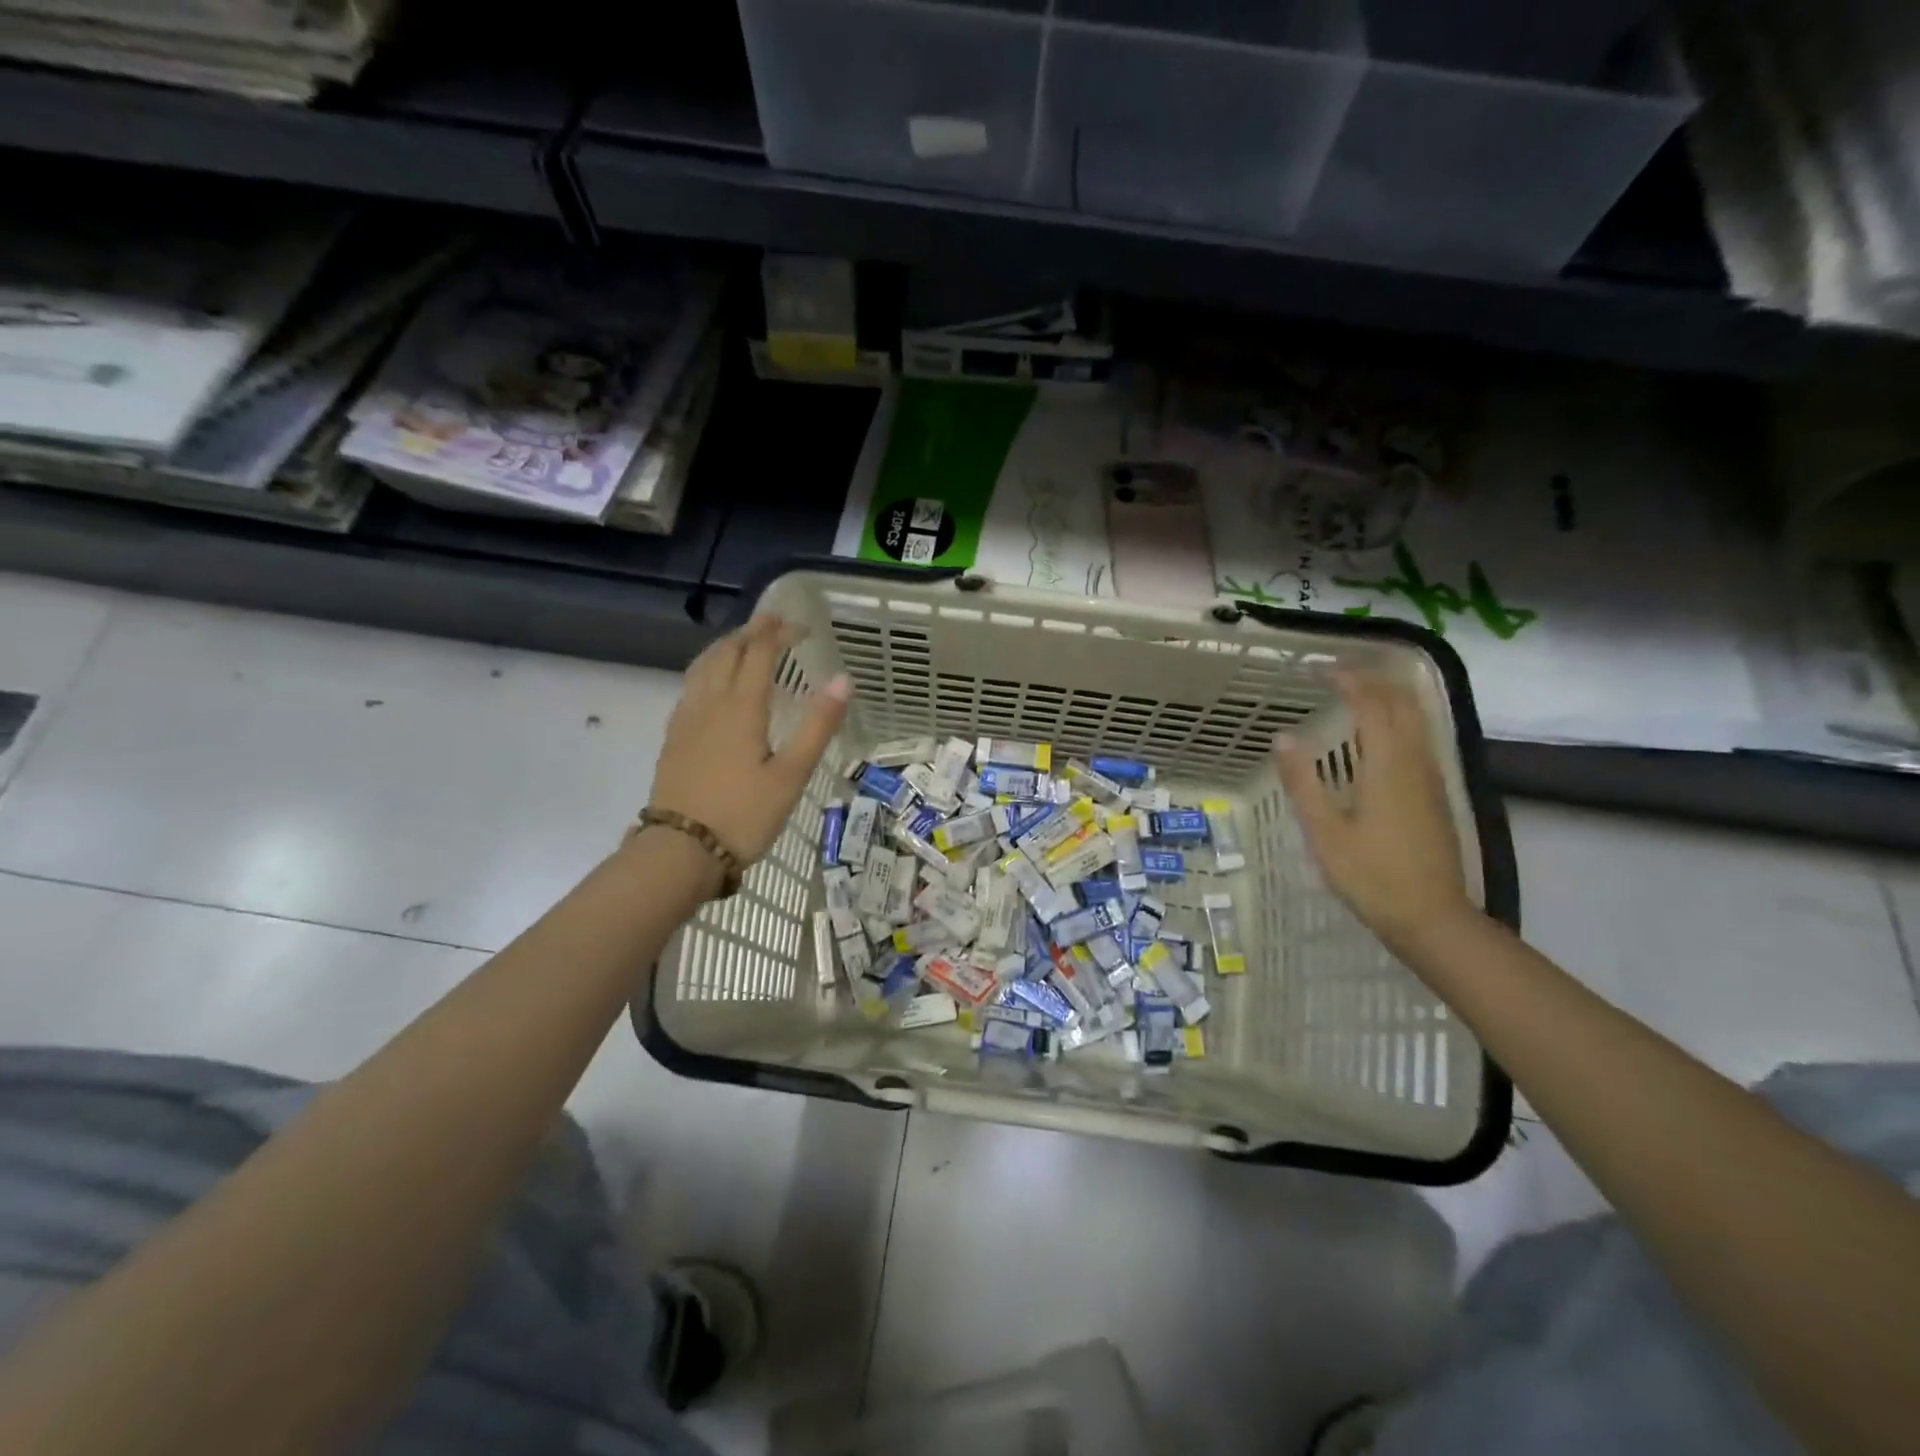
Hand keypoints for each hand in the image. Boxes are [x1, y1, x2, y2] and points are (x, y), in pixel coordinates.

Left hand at [647, 616, 852, 863]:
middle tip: (774, 624)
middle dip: (751, 632)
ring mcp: (686, 719)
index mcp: (741, 708)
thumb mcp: (791, 775)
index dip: (778, 633)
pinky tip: (713, 684)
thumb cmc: (743, 815)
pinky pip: (691, 686)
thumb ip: (817, 726)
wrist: (679, 852)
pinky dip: (708, 668)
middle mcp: (709, 703)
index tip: (799, 625)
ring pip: (703, 665)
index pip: (759, 653)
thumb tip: (843, 679)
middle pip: (727, 652)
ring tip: (744, 642)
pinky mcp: (674, 737)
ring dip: (726, 646)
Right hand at [1275, 672, 1475, 948]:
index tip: (1317, 670)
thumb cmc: (1371, 877)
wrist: (1432, 918)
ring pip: (1417, 718)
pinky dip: (1398, 718)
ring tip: (1354, 691)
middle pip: (1402, 702)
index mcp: (1388, 766)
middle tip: (1335, 673)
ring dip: (1388, 695)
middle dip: (1371, 679)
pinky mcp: (1435, 793)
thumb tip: (1284, 737)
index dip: (1347, 680)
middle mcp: (1415, 762)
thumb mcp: (1325, 833)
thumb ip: (1304, 782)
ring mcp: (1430, 778)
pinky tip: (1378, 732)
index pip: (1372, 704)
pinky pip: (1420, 737)